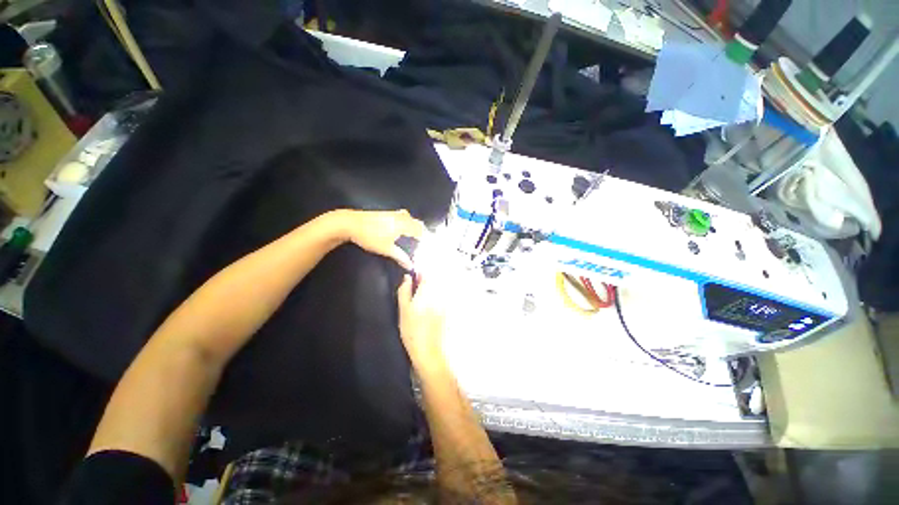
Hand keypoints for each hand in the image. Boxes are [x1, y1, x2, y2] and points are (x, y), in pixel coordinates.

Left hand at [345, 210, 423, 269]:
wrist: (351, 223)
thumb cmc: (370, 236)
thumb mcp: (387, 249)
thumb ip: (401, 257)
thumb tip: (411, 265)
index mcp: (404, 225)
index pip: (421, 231)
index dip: (426, 239)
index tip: (429, 247)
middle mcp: (402, 217)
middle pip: (418, 224)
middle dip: (423, 233)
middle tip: (424, 244)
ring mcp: (395, 213)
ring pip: (411, 219)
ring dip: (416, 227)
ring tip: (416, 238)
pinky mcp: (388, 213)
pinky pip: (405, 217)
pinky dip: (409, 223)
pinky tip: (404, 230)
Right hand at [397, 273, 447, 373]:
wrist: (429, 352)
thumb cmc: (412, 332)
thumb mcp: (403, 311)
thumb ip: (404, 291)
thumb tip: (407, 277)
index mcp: (428, 292)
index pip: (427, 274)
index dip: (419, 273)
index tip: (413, 278)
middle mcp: (439, 295)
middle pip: (434, 281)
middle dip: (424, 282)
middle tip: (414, 291)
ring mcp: (445, 303)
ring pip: (438, 290)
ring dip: (429, 291)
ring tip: (420, 303)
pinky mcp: (447, 312)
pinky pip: (441, 299)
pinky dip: (434, 300)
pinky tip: (427, 311)